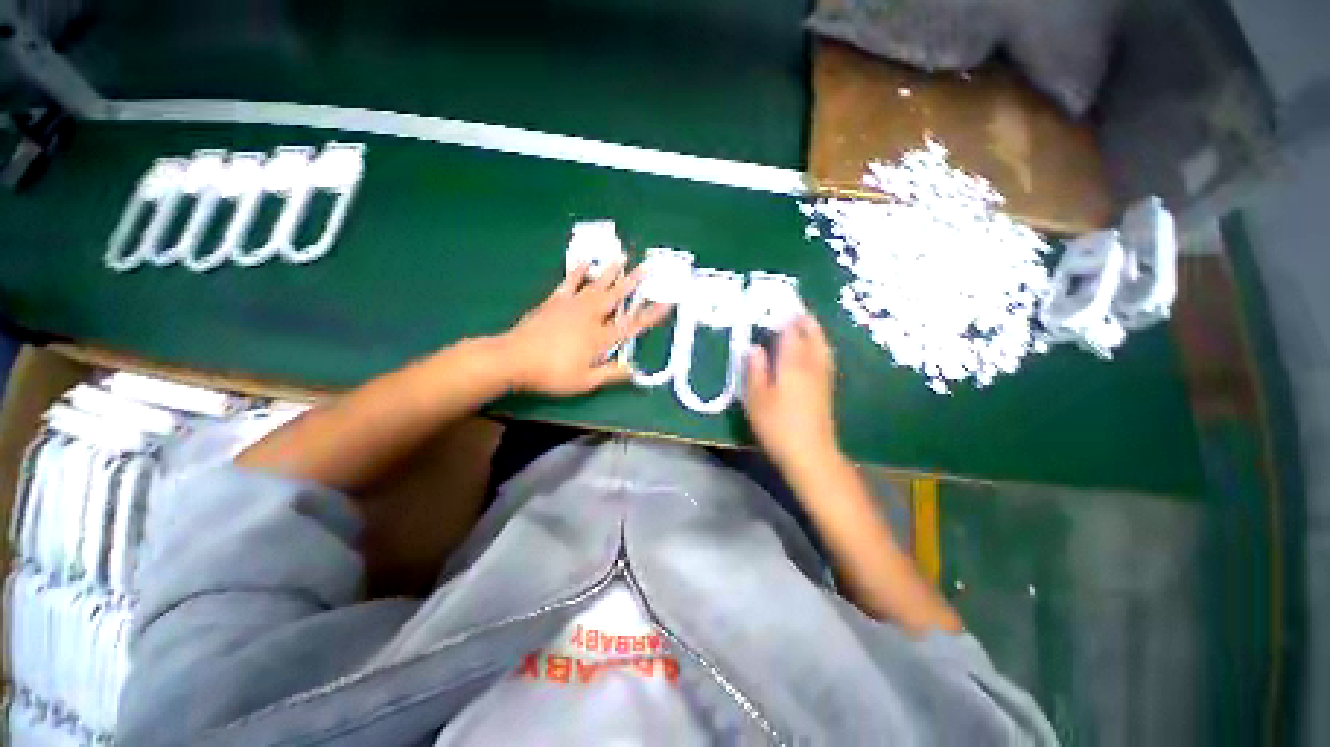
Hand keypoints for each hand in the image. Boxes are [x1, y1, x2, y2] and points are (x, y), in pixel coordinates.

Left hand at [499, 261, 670, 395]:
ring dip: (611, 271)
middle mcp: (590, 316)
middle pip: (616, 297)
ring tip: (622, 256)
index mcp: (600, 337)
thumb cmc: (552, 373)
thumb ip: (611, 374)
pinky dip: (578, 271)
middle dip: (633, 282)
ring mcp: (572, 306)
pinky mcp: (555, 301)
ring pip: (596, 285)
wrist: (514, 359)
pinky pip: (570, 282)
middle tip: (647, 266)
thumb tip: (633, 370)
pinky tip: (585, 262)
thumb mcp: (585, 381)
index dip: (651, 315)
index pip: (632, 325)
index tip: (666, 303)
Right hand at [743, 315, 840, 471]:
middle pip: (813, 336)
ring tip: (807, 325)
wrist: (810, 453)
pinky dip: (820, 347)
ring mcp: (822, 378)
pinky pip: (826, 358)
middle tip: (797, 311)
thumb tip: (753, 347)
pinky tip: (816, 351)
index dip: (787, 319)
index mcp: (792, 364)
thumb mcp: (756, 398)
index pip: (791, 333)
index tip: (781, 306)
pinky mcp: (827, 390)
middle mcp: (811, 366)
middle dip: (806, 321)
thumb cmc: (777, 425)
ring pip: (823, 347)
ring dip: (816, 332)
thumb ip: (754, 370)